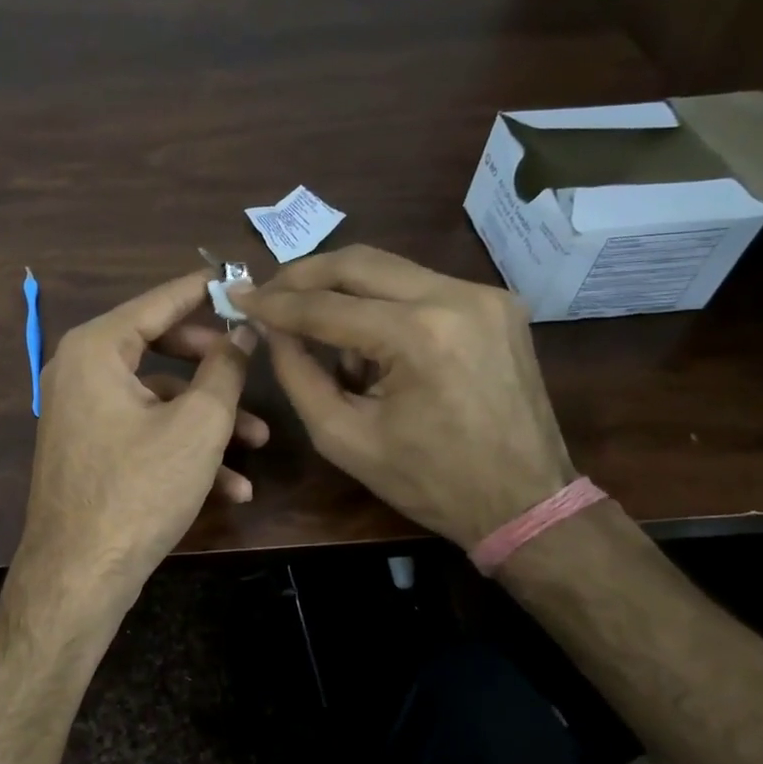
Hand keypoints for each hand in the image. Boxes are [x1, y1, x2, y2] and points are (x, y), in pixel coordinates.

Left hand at [15, 271, 267, 616]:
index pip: (158, 301)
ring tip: (257, 443)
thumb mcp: (198, 424)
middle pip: (158, 347)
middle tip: (251, 365)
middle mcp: (80, 371)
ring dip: (208, 419)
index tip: (240, 277)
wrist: (79, 575)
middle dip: (213, 365)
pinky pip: (141, 431)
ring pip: (157, 398)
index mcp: (96, 349)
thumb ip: (225, 369)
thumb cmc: (140, 488)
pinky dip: (182, 449)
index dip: (203, 290)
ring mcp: (80, 412)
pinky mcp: (89, 449)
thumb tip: (242, 331)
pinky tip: (230, 486)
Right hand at [231, 245, 573, 549]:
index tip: (235, 296)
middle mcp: (456, 297)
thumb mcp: (343, 437)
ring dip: (343, 290)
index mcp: (418, 336)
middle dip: (304, 275)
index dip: (274, 302)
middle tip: (267, 292)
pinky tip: (369, 339)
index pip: (326, 306)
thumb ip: (298, 374)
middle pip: (358, 262)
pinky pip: (419, 286)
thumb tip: (271, 328)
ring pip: (389, 269)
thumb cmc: (427, 481)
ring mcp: (484, 294)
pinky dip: (382, 303)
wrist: (526, 501)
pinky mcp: (496, 302)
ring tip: (316, 328)